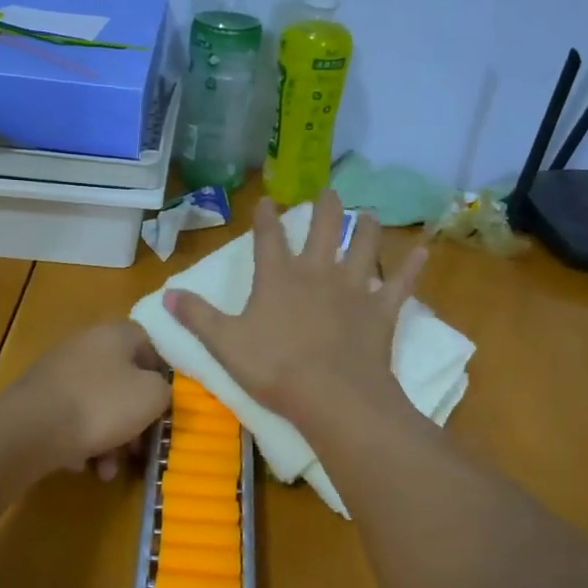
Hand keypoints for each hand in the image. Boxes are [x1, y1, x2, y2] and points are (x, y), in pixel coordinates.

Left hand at [8, 321, 171, 478]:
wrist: (31, 430)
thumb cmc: (102, 405)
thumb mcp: (152, 396)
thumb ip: (164, 390)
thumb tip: (156, 391)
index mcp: (115, 334)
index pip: (149, 345)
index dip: (162, 376)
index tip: (167, 406)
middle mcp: (85, 345)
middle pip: (123, 381)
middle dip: (135, 420)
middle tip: (139, 450)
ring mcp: (58, 373)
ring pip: (98, 406)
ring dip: (110, 440)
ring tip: (108, 470)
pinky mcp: (39, 400)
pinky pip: (72, 420)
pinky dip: (82, 442)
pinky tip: (83, 465)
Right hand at [167, 192, 426, 432]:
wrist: (332, 396)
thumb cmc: (274, 369)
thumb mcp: (225, 345)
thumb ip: (197, 317)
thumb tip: (165, 294)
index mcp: (278, 279)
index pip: (268, 239)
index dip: (265, 218)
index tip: (266, 200)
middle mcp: (317, 273)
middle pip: (323, 230)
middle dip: (325, 208)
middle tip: (329, 190)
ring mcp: (354, 289)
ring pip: (363, 247)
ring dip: (366, 229)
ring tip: (369, 214)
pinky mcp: (381, 311)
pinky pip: (400, 283)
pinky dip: (412, 267)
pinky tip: (422, 251)